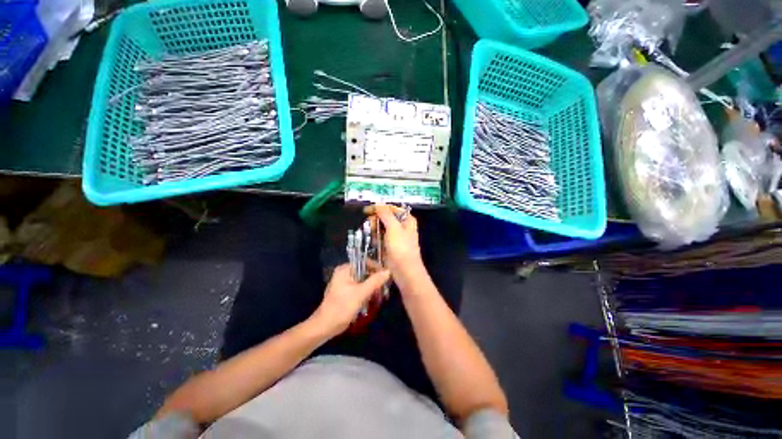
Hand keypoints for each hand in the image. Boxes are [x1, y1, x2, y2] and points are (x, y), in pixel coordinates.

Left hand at [311, 264, 389, 335]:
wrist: (325, 327)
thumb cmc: (342, 307)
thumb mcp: (360, 293)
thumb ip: (375, 281)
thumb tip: (388, 271)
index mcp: (345, 269)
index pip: (364, 262)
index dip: (376, 267)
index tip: (386, 275)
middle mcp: (344, 273)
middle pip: (364, 271)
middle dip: (375, 279)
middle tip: (385, 286)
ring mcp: (345, 283)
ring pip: (363, 280)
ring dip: (372, 286)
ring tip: (381, 294)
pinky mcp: (346, 292)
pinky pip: (360, 287)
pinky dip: (367, 291)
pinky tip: (373, 298)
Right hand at [368, 204, 424, 279]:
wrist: (405, 272)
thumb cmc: (401, 248)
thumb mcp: (394, 228)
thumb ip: (385, 214)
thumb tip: (378, 203)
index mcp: (406, 219)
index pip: (391, 208)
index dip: (379, 208)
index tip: (366, 211)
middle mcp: (402, 226)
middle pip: (385, 218)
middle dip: (376, 221)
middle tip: (369, 226)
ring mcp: (396, 237)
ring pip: (381, 228)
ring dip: (374, 230)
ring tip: (371, 236)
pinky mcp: (390, 246)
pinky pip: (381, 238)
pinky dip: (376, 239)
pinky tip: (373, 242)